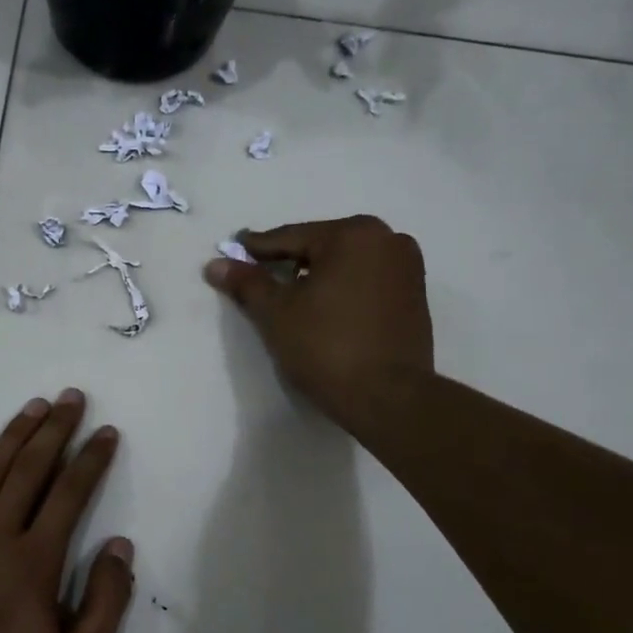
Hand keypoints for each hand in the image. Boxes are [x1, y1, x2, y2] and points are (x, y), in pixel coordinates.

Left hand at [0, 390, 132, 632]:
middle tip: (70, 397)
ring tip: (32, 408)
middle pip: (28, 470)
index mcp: (33, 563)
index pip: (70, 493)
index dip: (91, 458)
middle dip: (54, 429)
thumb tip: (120, 546)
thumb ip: (105, 603)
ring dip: (12, 436)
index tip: (106, 432)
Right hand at [205, 216, 433, 430]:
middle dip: (290, 261)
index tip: (234, 248)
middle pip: (322, 247)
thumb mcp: (276, 313)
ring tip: (290, 294)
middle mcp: (387, 240)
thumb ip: (247, 283)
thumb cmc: (326, 347)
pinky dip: (343, 289)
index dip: (257, 248)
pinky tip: (324, 309)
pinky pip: (367, 282)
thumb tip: (216, 264)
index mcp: (353, 234)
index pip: (291, 238)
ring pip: (347, 264)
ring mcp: (407, 268)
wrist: (388, 398)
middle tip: (260, 273)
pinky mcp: (416, 297)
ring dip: (318, 275)